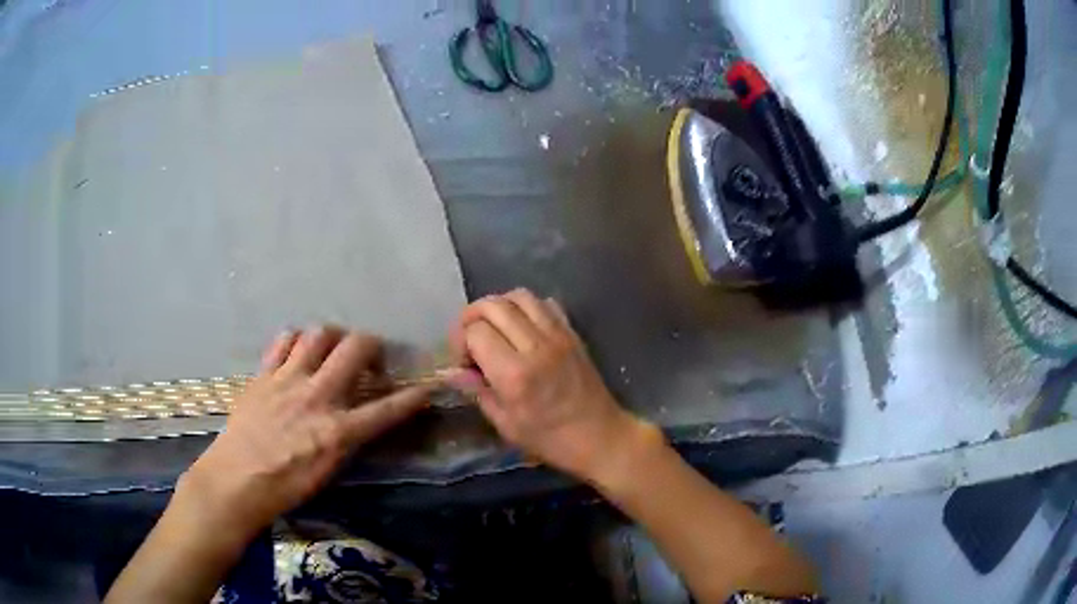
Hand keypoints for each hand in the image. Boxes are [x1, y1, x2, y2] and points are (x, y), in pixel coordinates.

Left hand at [181, 327, 432, 540]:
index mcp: (338, 431)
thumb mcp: (328, 471)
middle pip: (356, 349)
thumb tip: (361, 420)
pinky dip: (296, 340)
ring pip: (319, 334)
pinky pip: (284, 340)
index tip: (428, 386)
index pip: (387, 409)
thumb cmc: (286, 486)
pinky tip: (298, 351)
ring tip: (333, 348)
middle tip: (371, 357)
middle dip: (373, 345)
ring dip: (334, 336)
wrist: (237, 479)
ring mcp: (288, 380)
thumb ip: (347, 440)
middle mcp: (317, 396)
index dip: (413, 396)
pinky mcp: (264, 374)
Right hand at [450, 289, 652, 481]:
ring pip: (519, 296)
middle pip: (494, 305)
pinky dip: (527, 307)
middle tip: (470, 338)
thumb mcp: (505, 424)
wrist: (600, 436)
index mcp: (514, 374)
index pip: (476, 331)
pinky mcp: (573, 333)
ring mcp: (558, 335)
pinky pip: (545, 303)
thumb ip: (478, 390)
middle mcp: (535, 346)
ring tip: (494, 328)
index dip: (461, 341)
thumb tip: (454, 370)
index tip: (464, 361)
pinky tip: (523, 328)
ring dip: (499, 306)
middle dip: (472, 316)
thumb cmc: (550, 439)